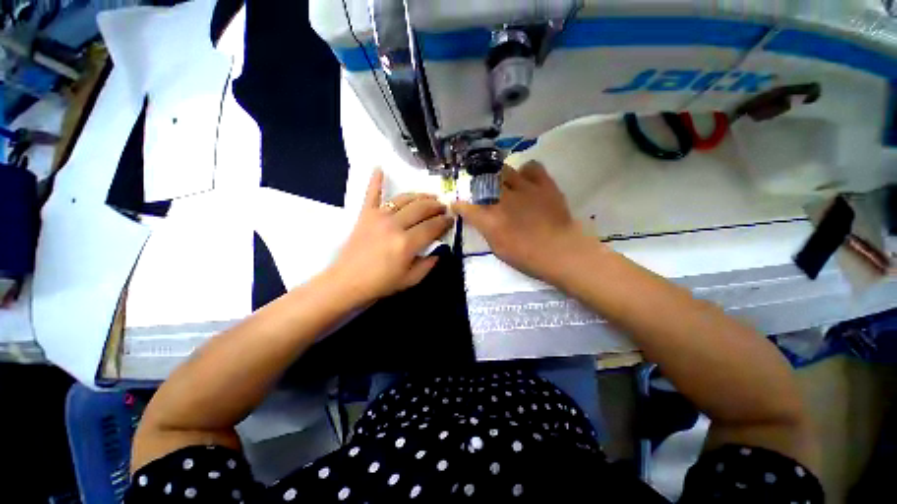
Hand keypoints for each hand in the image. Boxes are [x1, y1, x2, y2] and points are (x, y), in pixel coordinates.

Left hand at [328, 169, 452, 304]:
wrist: (346, 282)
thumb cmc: (380, 284)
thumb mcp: (410, 280)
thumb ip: (428, 264)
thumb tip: (439, 250)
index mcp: (407, 243)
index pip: (432, 226)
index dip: (445, 222)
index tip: (452, 220)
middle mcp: (395, 225)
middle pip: (421, 208)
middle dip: (436, 206)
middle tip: (444, 207)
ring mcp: (378, 216)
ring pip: (404, 198)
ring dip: (420, 195)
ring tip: (430, 196)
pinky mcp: (365, 214)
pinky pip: (371, 194)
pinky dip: (375, 181)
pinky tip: (379, 168)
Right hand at [453, 161, 590, 280]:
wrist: (562, 252)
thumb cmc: (528, 257)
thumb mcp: (499, 249)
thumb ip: (487, 230)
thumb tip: (482, 219)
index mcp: (490, 219)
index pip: (467, 207)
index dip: (459, 205)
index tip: (457, 205)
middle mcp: (503, 199)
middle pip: (483, 182)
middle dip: (479, 186)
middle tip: (484, 193)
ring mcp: (524, 188)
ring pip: (504, 170)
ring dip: (500, 177)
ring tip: (504, 184)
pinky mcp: (543, 183)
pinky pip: (531, 167)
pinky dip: (526, 172)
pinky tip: (526, 181)